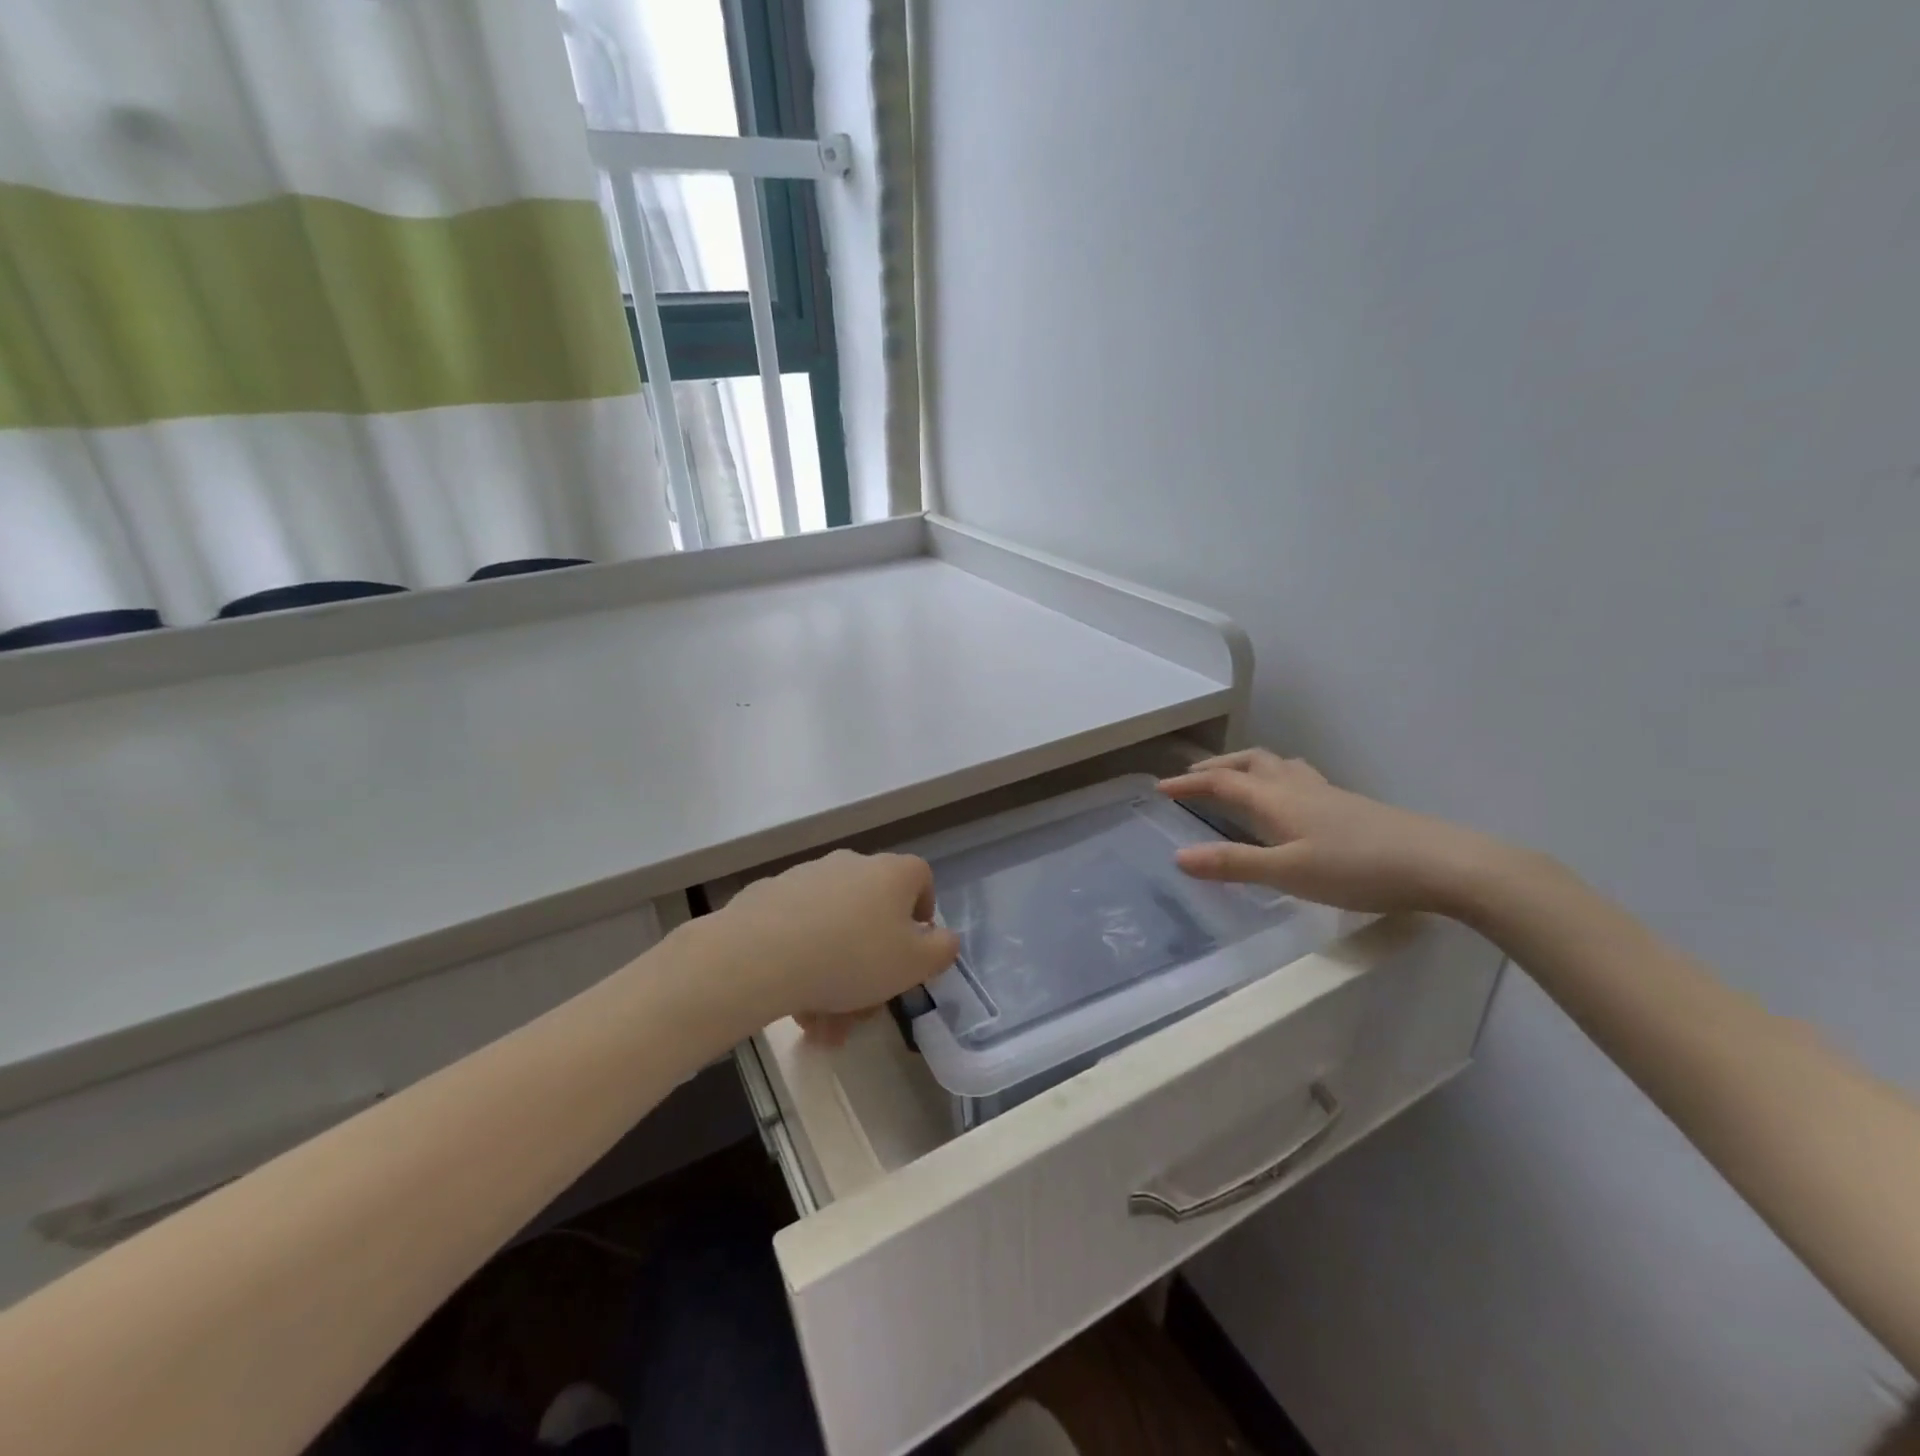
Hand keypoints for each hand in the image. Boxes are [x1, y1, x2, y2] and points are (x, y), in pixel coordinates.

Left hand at [696, 850, 958, 1043]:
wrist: (761, 953)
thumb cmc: (853, 957)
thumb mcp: (914, 964)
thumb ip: (941, 950)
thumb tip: (943, 938)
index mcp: (892, 873)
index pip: (920, 877)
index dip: (922, 910)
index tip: (912, 946)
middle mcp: (851, 865)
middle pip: (872, 911)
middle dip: (871, 963)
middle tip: (863, 1009)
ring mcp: (807, 877)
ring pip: (833, 928)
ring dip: (834, 975)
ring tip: (821, 1025)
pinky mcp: (769, 895)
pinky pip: (797, 929)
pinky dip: (801, 961)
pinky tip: (792, 1003)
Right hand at [1158, 748, 1508, 914]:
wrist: (1441, 863)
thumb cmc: (1358, 869)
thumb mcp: (1288, 873)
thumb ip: (1233, 864)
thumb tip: (1178, 856)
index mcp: (1276, 799)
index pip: (1222, 782)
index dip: (1189, 783)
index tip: (1160, 788)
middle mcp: (1297, 787)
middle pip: (1249, 762)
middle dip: (1217, 766)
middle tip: (1193, 778)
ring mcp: (1327, 793)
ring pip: (1277, 765)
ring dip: (1248, 766)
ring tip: (1236, 779)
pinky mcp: (1349, 805)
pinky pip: (1299, 778)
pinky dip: (1276, 778)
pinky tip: (1291, 802)